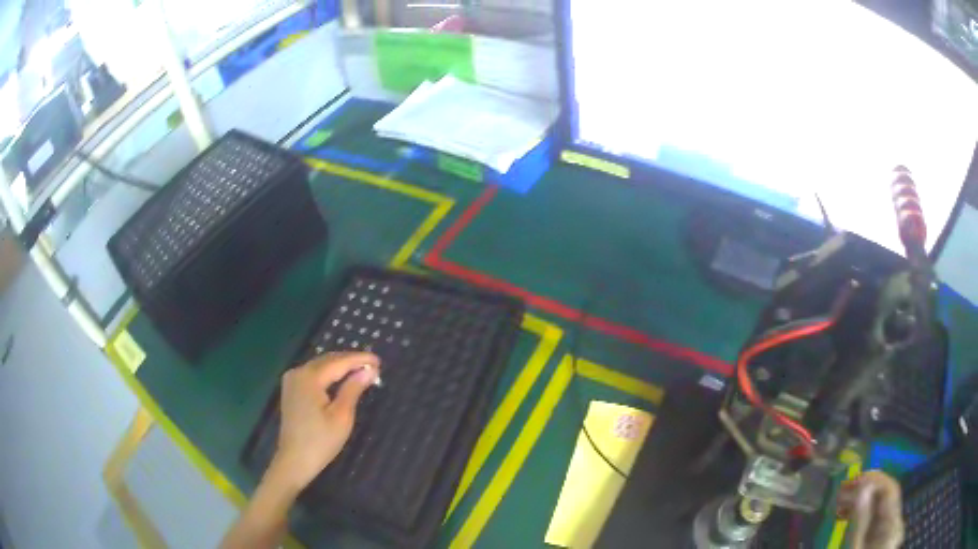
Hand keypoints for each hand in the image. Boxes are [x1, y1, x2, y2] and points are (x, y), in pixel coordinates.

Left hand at [268, 352, 380, 494]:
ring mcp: (292, 380)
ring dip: (340, 367)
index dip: (359, 359)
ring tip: (361, 370)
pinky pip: (313, 374)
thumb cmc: (321, 441)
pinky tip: (341, 379)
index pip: (338, 362)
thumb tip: (370, 370)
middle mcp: (298, 372)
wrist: (295, 460)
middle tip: (373, 365)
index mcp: (309, 377)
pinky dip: (329, 374)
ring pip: (320, 366)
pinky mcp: (291, 390)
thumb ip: (353, 389)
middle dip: (350, 361)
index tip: (379, 360)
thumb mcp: (342, 416)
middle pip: (327, 360)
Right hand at [837, 470, 903, 548]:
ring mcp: (889, 531)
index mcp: (893, 526)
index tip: (852, 480)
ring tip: (838, 504)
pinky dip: (860, 515)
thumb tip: (862, 487)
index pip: (890, 490)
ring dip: (860, 502)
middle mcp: (895, 524)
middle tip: (841, 490)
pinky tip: (845, 517)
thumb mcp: (855, 548)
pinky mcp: (880, 538)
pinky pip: (874, 519)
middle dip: (864, 491)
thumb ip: (860, 521)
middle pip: (885, 498)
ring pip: (879, 507)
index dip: (874, 480)